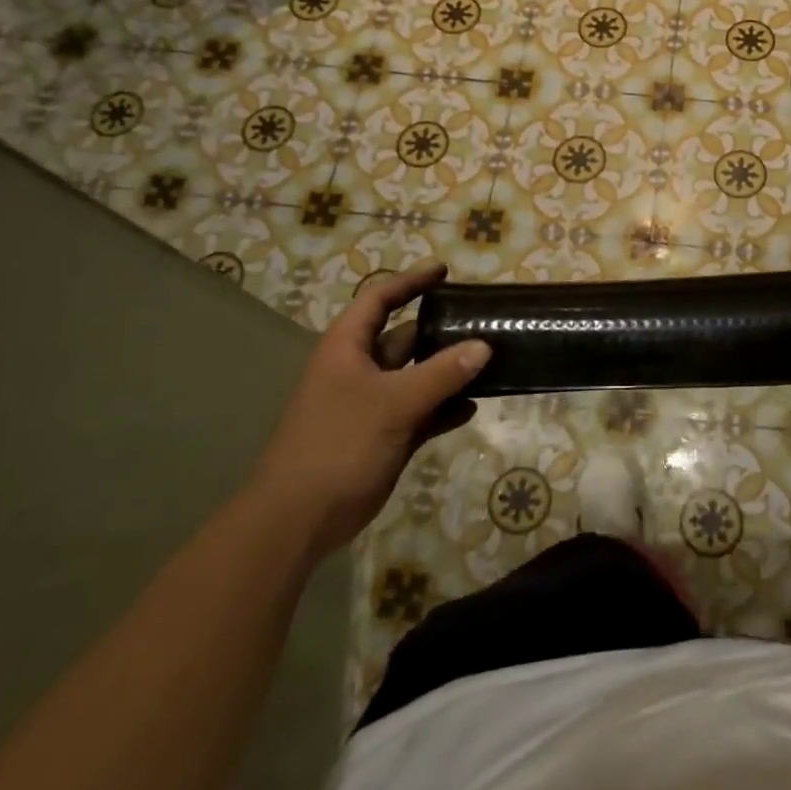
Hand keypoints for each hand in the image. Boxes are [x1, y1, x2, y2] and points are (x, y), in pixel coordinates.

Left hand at [248, 263, 488, 557]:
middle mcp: (360, 370)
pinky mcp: (385, 437)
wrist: (300, 518)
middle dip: (441, 330)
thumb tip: (484, 346)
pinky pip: (423, 412)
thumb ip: (442, 373)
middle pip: (405, 338)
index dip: (409, 282)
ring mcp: (373, 405)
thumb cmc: (339, 443)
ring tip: (491, 361)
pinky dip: (445, 408)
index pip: (379, 300)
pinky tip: (473, 407)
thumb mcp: (393, 402)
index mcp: (348, 349)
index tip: (444, 271)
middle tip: (483, 321)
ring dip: (449, 371)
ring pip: (418, 377)